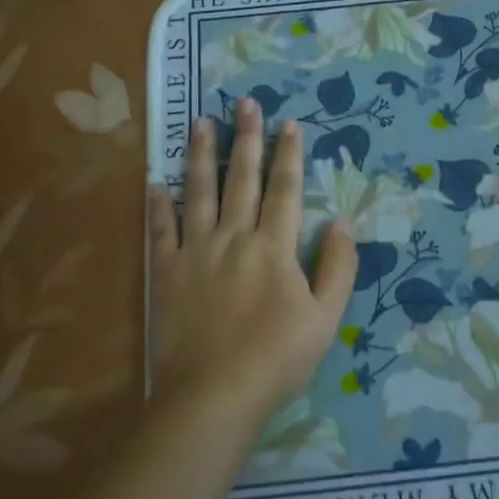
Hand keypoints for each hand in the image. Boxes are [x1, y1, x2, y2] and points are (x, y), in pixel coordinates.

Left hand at [149, 99, 356, 413]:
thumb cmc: (276, 359)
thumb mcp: (326, 318)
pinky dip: (159, 204)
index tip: (289, 123)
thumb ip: (338, 267)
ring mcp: (196, 251)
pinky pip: (161, 229)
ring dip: (202, 155)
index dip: (289, 155)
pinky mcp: (166, 272)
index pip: (285, 190)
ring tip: (201, 122)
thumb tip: (341, 222)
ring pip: (199, 192)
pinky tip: (156, 181)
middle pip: (242, 179)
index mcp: (274, 247)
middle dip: (247, 139)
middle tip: (245, 103)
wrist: (213, 394)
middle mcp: (234, 237)